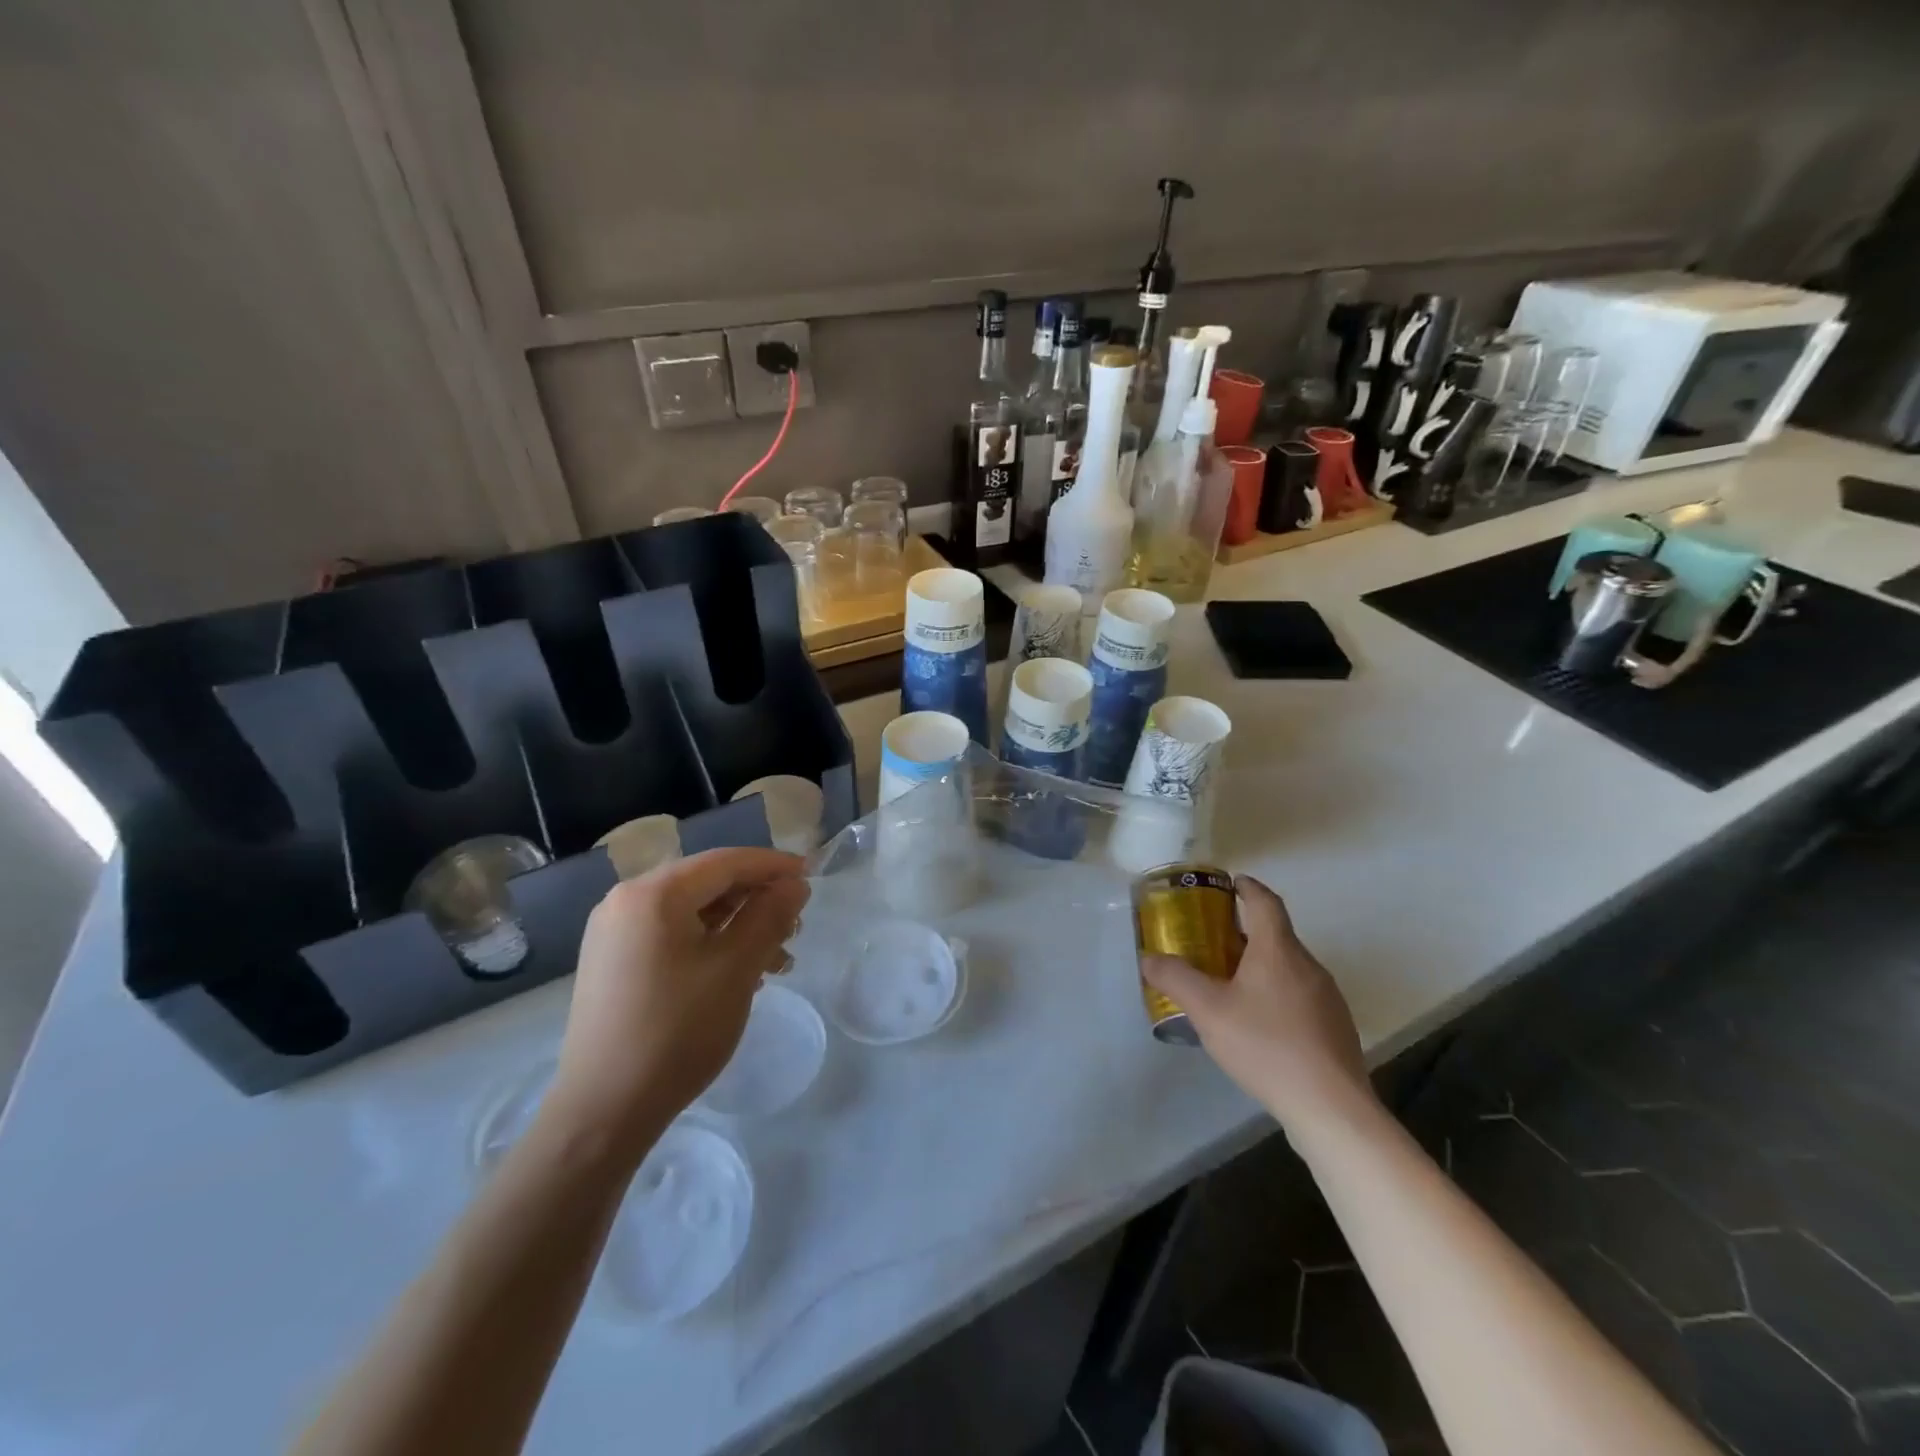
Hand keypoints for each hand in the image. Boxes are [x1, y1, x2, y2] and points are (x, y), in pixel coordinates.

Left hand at [544, 848, 808, 1154]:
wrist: (603, 1111)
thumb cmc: (676, 1031)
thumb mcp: (736, 968)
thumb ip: (770, 916)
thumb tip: (795, 884)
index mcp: (652, 893)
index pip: (725, 861)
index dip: (773, 866)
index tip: (811, 876)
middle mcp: (626, 901)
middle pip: (707, 883)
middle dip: (756, 900)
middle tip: (796, 924)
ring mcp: (614, 933)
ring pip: (691, 912)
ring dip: (737, 925)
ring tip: (776, 959)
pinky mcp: (612, 962)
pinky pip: (671, 935)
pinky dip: (709, 943)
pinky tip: (738, 972)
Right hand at [1142, 876, 1374, 1134]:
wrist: (1331, 1107)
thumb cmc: (1266, 1046)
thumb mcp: (1208, 1010)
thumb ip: (1175, 979)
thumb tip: (1148, 957)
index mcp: (1279, 950)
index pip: (1265, 902)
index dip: (1247, 887)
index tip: (1230, 882)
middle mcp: (1308, 965)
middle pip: (1276, 935)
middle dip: (1244, 932)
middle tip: (1211, 942)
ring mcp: (1327, 998)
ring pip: (1288, 968)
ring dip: (1260, 966)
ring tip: (1230, 985)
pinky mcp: (1335, 1028)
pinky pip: (1300, 996)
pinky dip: (1276, 995)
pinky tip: (1258, 1025)